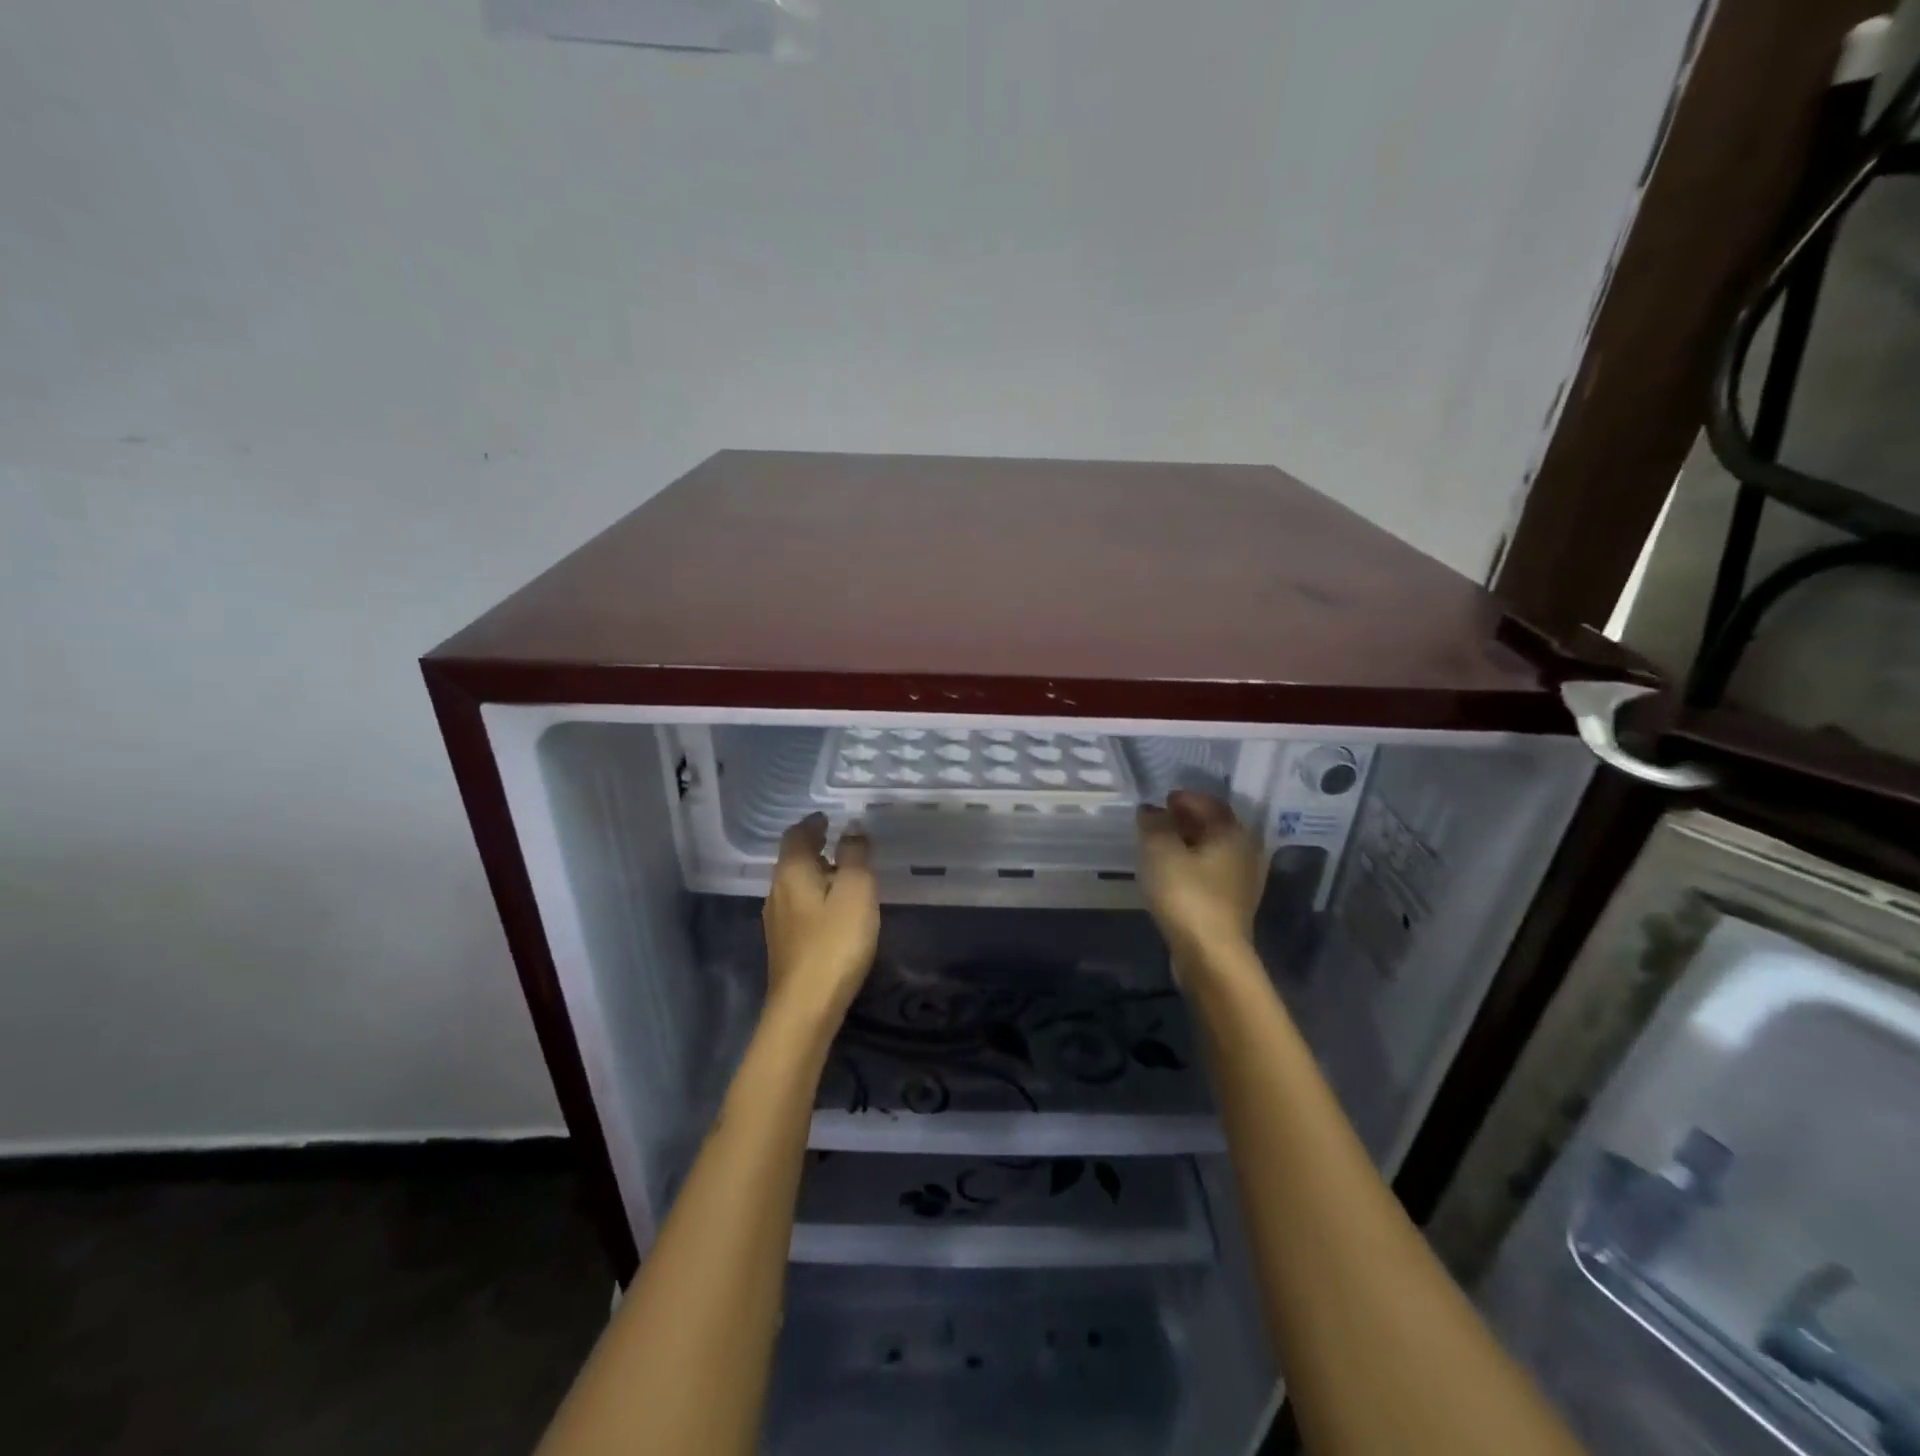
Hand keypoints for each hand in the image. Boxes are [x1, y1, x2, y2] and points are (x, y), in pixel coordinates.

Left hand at [763, 813, 879, 1021]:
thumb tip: (852, 828)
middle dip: (813, 845)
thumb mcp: (855, 891)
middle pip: (792, 858)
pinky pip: (799, 904)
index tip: (829, 817)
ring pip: (795, 883)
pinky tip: (833, 906)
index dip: (813, 823)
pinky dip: (815, 893)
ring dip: (815, 870)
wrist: (805, 1007)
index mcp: (792, 872)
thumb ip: (855, 856)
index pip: (796, 835)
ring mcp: (777, 920)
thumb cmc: (834, 942)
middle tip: (838, 839)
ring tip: (841, 870)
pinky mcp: (784, 944)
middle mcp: (777, 890)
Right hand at [1137, 791, 1266, 965]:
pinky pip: (1210, 873)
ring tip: (1160, 846)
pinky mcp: (1232, 906)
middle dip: (1187, 819)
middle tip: (1159, 819)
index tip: (1162, 799)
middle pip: (1215, 826)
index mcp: (1233, 833)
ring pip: (1213, 851)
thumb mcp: (1159, 850)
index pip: (1211, 803)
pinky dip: (1192, 865)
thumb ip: (1153, 823)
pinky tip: (1172, 873)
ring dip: (1188, 844)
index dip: (1185, 797)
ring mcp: (1243, 882)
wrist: (1211, 955)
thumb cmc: (1187, 894)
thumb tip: (1151, 810)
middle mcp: (1245, 852)